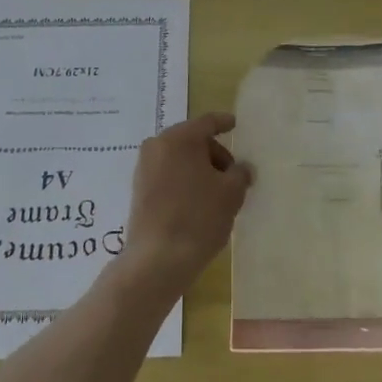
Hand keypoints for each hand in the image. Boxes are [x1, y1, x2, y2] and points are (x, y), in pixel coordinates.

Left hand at [118, 112, 252, 295]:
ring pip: (179, 159)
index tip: (235, 124)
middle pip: (192, 141)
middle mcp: (157, 146)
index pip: (207, 122)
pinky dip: (185, 181)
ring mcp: (144, 168)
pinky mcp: (139, 190)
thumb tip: (242, 169)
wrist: (157, 259)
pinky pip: (168, 175)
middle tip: (233, 175)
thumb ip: (240, 173)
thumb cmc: (199, 217)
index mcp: (179, 138)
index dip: (224, 123)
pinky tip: (199, 203)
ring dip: (199, 169)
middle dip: (215, 154)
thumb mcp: (231, 193)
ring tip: (218, 193)